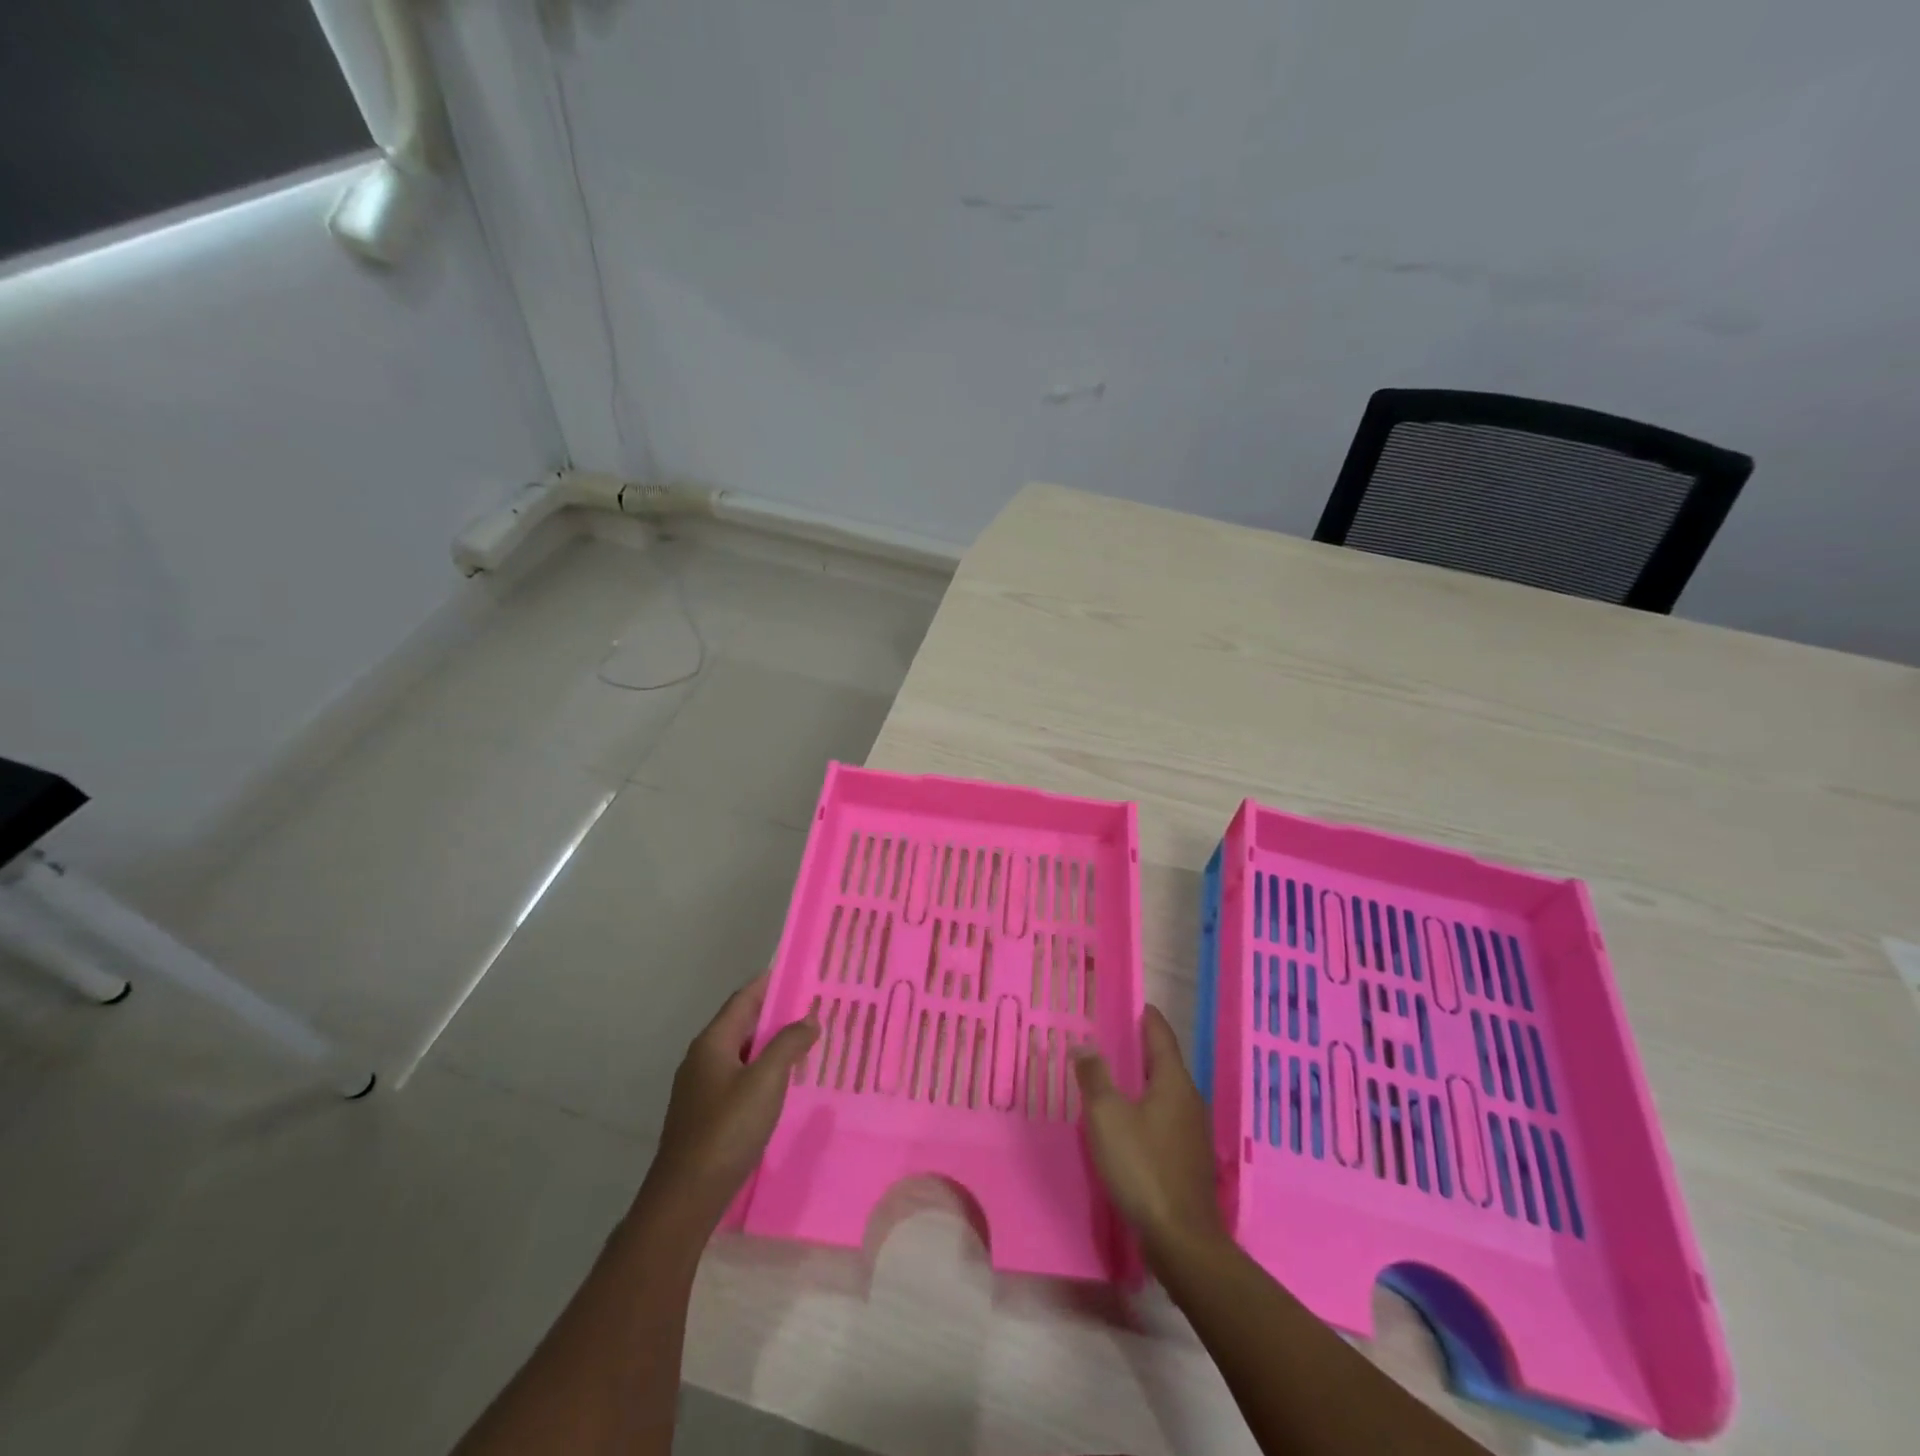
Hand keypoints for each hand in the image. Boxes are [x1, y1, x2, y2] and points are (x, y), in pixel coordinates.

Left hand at [636, 974, 817, 1235]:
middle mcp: (703, 1057)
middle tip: (814, 1009)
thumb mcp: (766, 1081)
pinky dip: (763, 1070)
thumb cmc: (727, 1130)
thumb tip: (808, 1017)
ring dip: (772, 1044)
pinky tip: (784, 1083)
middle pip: (743, 1023)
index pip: (744, 998)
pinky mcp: (706, 1113)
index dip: (771, 983)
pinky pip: (739, 1077)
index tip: (801, 973)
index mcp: (713, 1042)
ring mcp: (701, 1087)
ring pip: (742, 1052)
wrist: (686, 1197)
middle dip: (776, 1014)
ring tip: (807, 1042)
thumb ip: (788, 1044)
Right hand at [1074, 1005, 1227, 1269]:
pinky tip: (1130, 1122)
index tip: (1134, 1003)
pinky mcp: (1190, 1160)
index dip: (1147, 1017)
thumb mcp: (1107, 1117)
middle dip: (1142, 1049)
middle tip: (1113, 1038)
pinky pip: (1167, 1119)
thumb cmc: (1142, 1167)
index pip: (1161, 1035)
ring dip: (1144, 1081)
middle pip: (1165, 1063)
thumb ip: (1095, 1078)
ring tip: (1116, 1078)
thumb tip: (1085, 1046)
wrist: (1182, 1240)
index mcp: (1173, 1082)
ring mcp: (1194, 1132)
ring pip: (1166, 1093)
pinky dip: (1148, 1109)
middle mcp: (1189, 1100)